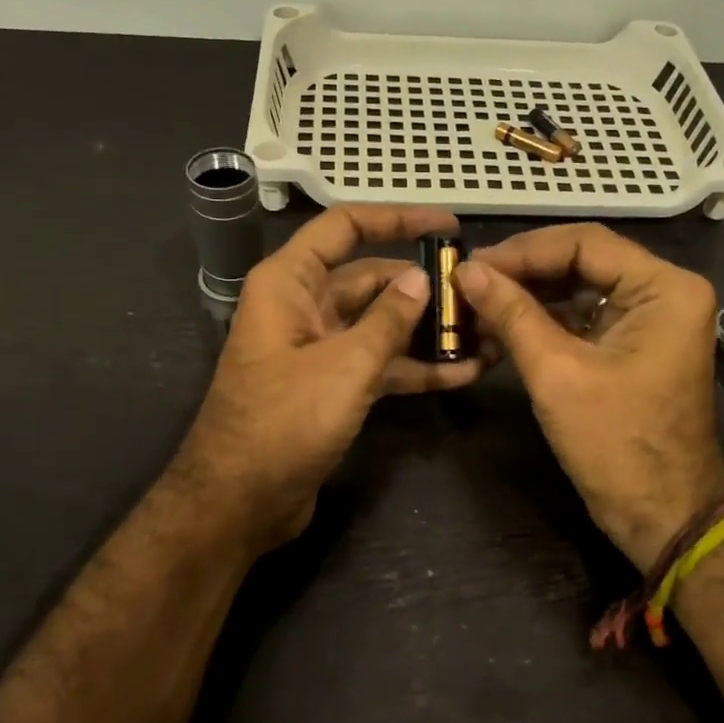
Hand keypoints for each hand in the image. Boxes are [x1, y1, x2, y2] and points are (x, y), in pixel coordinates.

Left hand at [174, 205, 484, 552]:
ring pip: (378, 324)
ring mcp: (317, 349)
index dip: (397, 219)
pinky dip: (413, 367)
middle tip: (478, 291)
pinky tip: (462, 372)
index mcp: (289, 283)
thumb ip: (388, 319)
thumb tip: (420, 278)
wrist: (240, 503)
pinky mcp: (330, 387)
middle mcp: (302, 307)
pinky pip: (378, 364)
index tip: (448, 226)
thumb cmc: (284, 422)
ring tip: (483, 332)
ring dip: (424, 330)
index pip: (345, 227)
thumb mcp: (345, 365)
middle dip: (421, 285)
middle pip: (369, 279)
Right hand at [456, 224, 723, 570]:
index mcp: (664, 288)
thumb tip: (466, 270)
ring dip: (529, 297)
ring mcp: (651, 319)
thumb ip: (512, 314)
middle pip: (582, 261)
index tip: (472, 264)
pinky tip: (500, 328)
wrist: (663, 516)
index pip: (584, 243)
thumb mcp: (557, 374)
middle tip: (468, 281)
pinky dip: (544, 322)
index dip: (523, 250)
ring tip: (475, 304)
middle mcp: (664, 292)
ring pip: (579, 288)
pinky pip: (584, 318)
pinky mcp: (634, 344)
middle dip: (523, 272)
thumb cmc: (616, 445)